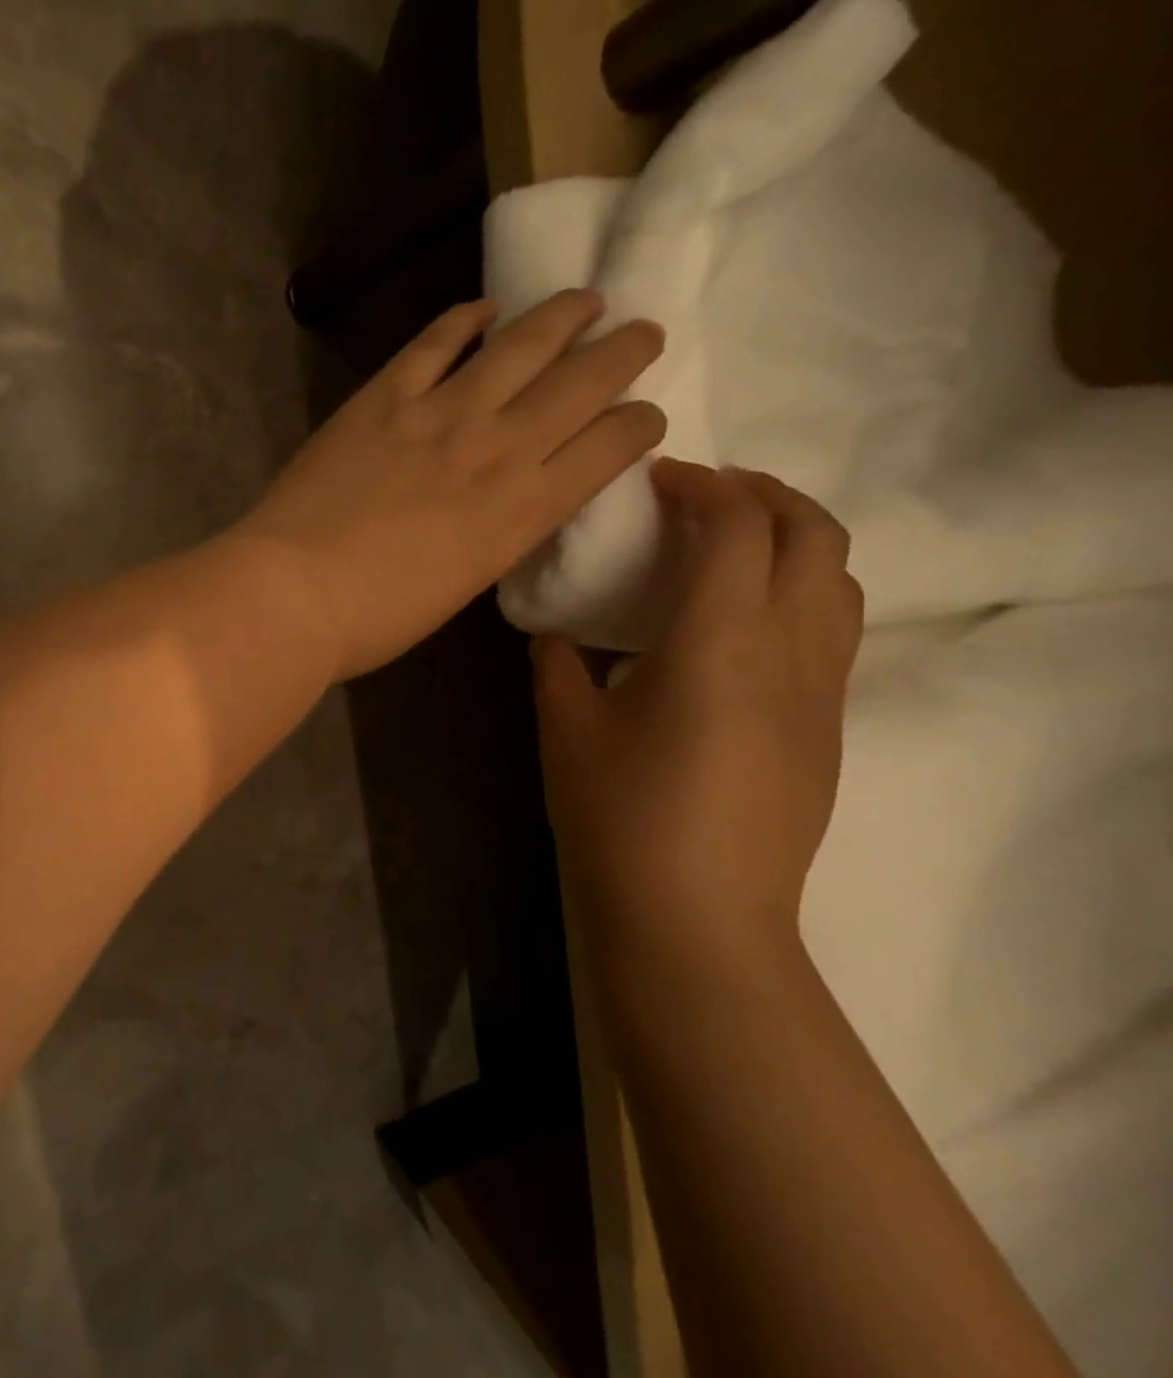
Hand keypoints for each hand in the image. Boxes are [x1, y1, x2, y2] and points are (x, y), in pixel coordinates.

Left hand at [229, 292, 665, 680]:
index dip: (640, 422)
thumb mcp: (461, 587)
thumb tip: (504, 504)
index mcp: (524, 510)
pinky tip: (484, 309)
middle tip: (643, 333)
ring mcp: (439, 413)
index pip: (612, 446)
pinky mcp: (383, 398)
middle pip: (584, 380)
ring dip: (563, 315)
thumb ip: (495, 535)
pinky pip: (434, 343)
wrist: (293, 593)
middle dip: (625, 351)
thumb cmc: (375, 619)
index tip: (644, 416)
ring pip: (522, 343)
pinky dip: (463, 320)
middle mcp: (499, 448)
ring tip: (587, 298)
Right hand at [534, 460, 863, 959]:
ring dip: (792, 540)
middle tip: (701, 495)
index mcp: (720, 643)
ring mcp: (822, 693)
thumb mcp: (565, 728)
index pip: (737, 527)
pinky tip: (738, 621)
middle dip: (764, 494)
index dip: (701, 487)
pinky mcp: (828, 728)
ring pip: (839, 581)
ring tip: (729, 546)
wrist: (695, 916)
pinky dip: (797, 590)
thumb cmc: (619, 815)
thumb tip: (557, 634)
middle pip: (815, 536)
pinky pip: (833, 629)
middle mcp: (791, 652)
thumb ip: (558, 663)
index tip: (657, 479)